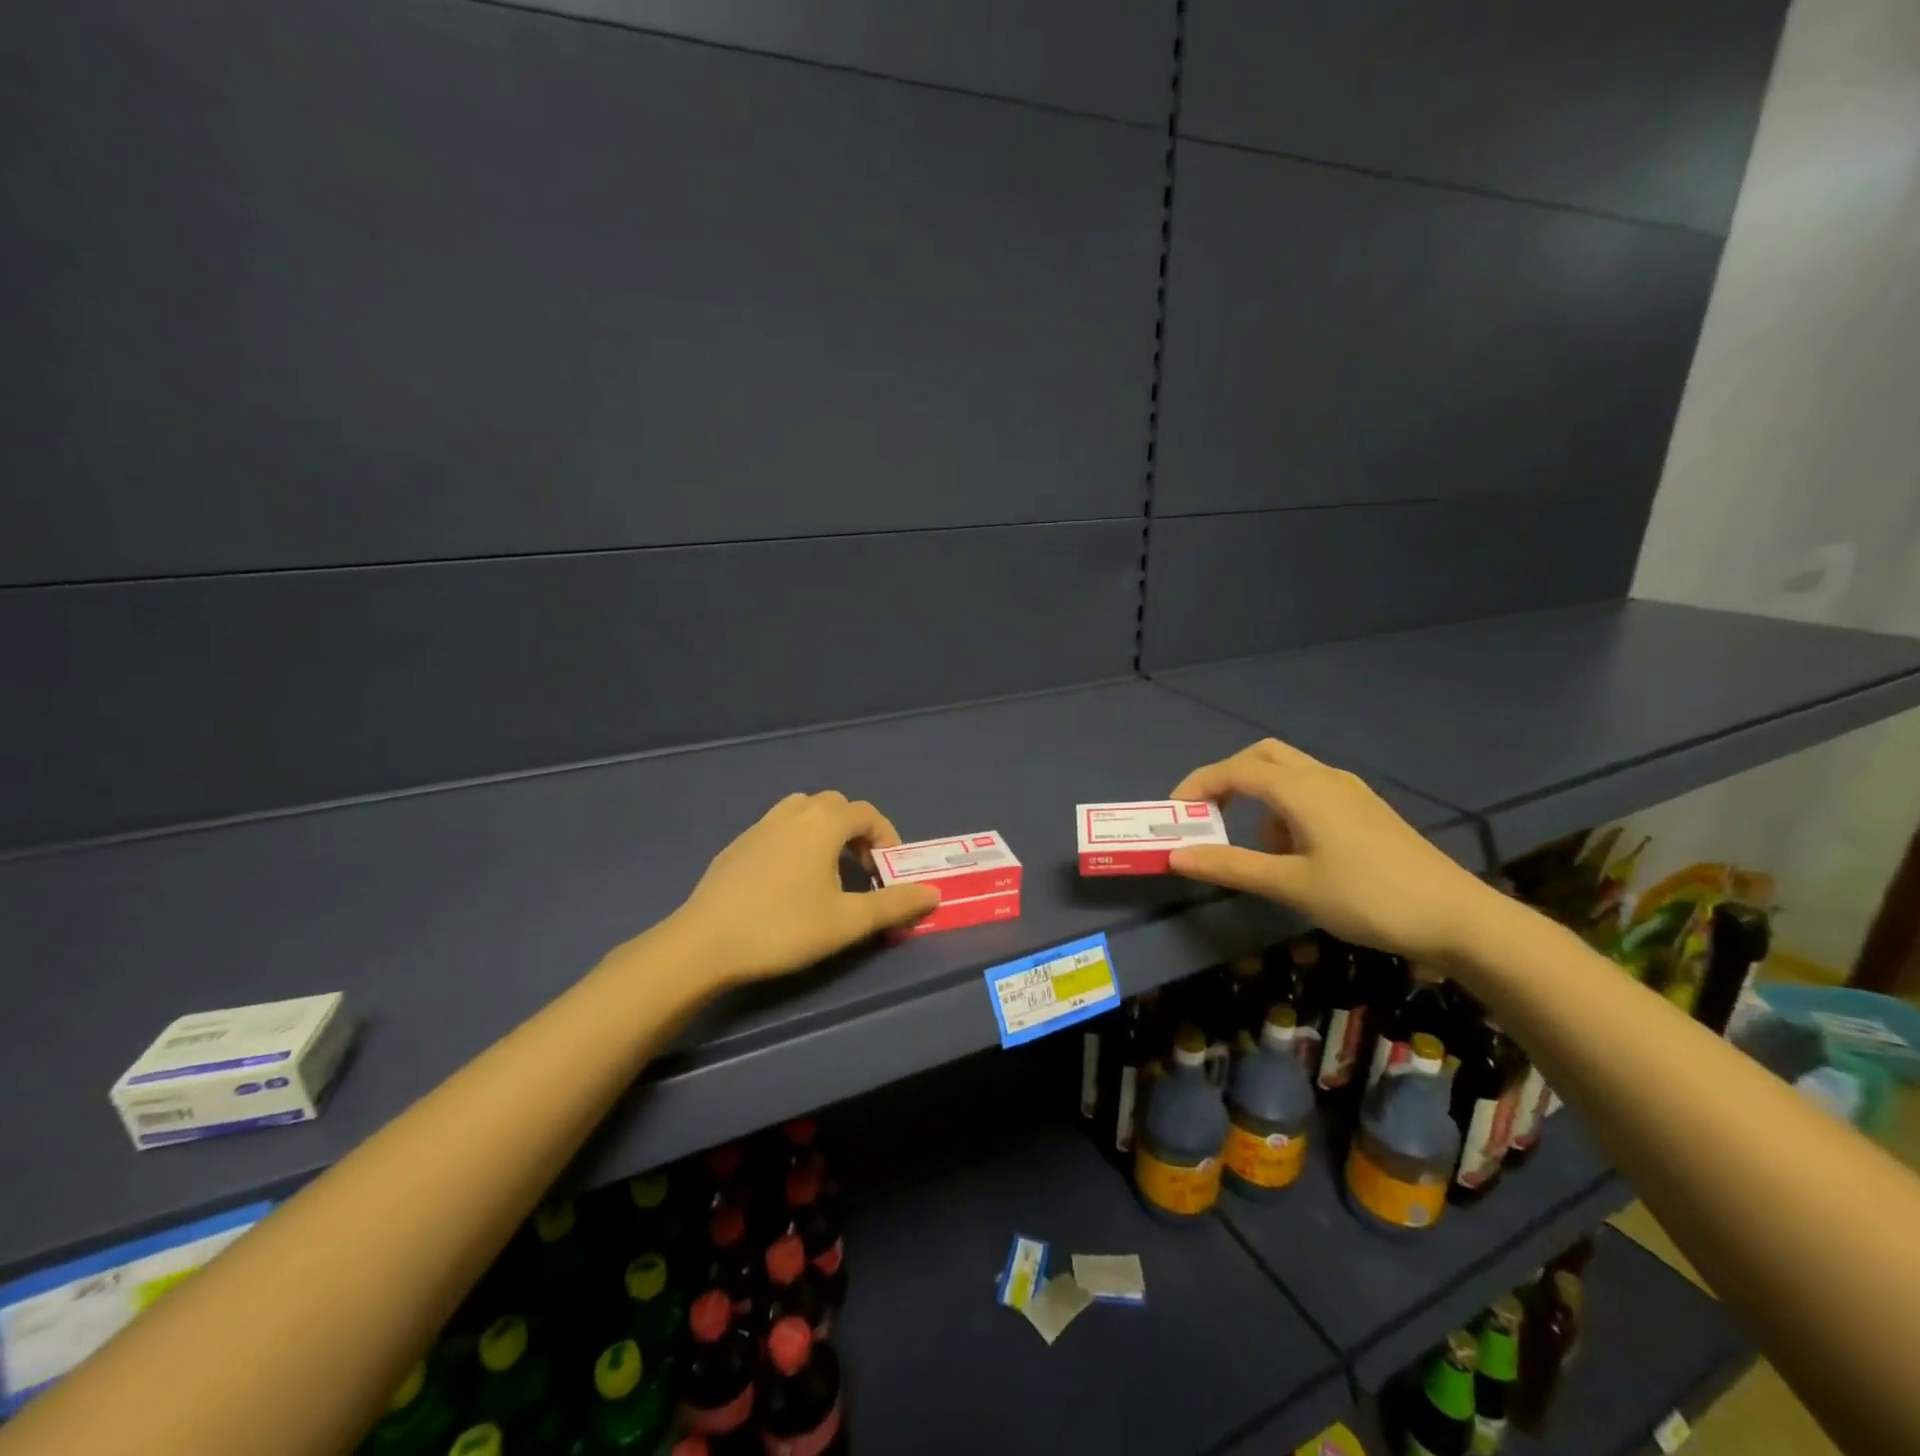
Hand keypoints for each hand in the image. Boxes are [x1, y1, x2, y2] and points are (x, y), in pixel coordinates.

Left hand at [664, 791, 940, 985]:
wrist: (704, 943)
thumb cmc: (784, 928)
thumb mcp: (847, 921)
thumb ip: (893, 905)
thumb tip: (933, 893)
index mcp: (823, 823)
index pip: (867, 814)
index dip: (887, 838)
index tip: (889, 871)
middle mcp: (793, 813)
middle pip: (836, 806)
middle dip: (857, 831)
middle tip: (862, 870)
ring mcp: (760, 826)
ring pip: (804, 812)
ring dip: (825, 832)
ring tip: (828, 870)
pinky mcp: (737, 845)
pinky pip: (778, 828)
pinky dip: (796, 841)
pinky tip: (788, 882)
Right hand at [1168, 738, 1506, 965]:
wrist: (1457, 918)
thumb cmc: (1366, 897)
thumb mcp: (1291, 885)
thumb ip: (1230, 866)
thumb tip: (1175, 855)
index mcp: (1301, 789)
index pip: (1235, 770)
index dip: (1198, 786)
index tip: (1175, 815)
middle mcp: (1323, 778)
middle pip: (1262, 757)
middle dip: (1228, 779)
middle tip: (1209, 814)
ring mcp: (1350, 791)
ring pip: (1289, 773)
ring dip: (1259, 796)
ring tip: (1258, 847)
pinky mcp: (1366, 810)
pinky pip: (1312, 791)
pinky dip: (1287, 808)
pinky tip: (1297, 851)